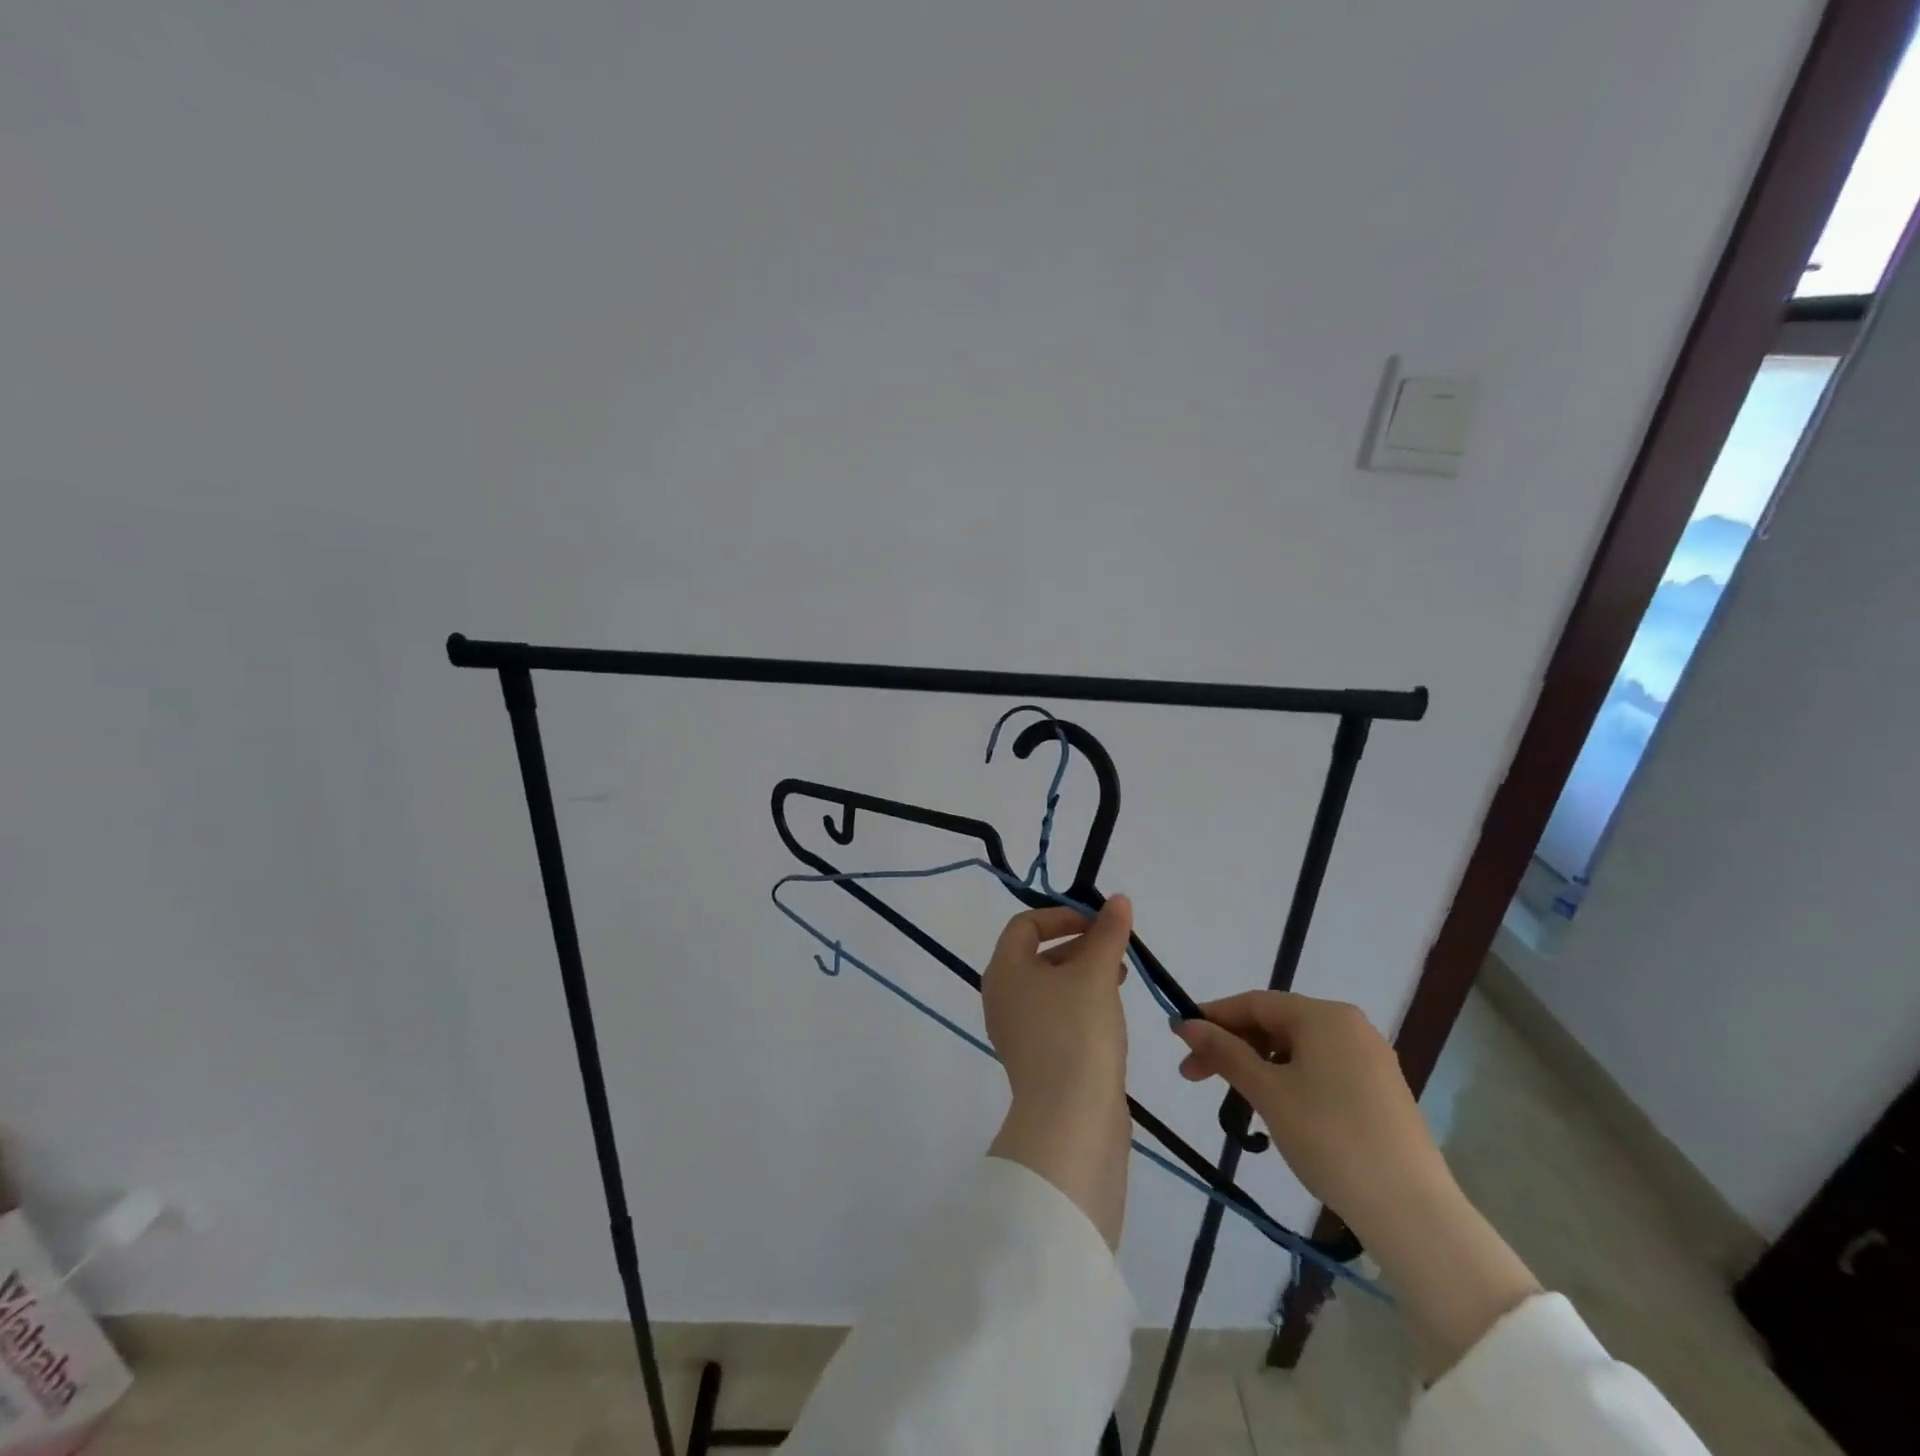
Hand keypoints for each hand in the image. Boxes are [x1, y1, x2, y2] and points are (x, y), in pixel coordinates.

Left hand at [982, 898, 1133, 1113]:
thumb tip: (1118, 900)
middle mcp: (1001, 997)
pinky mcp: (1037, 1060)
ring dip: (1084, 974)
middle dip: (1079, 945)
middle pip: (1038, 955)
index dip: (1062, 915)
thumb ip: (1107, 933)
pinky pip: (1056, 1017)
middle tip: (1117, 948)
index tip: (1099, 921)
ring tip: (1121, 978)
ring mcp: (1016, 1032)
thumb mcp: (1096, 973)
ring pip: (1050, 987)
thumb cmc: (1077, 1031)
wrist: (1070, 1121)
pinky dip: (1081, 1004)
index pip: (1026, 924)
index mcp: (1004, 970)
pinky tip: (1111, 1012)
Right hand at [1171, 992, 1447, 1237]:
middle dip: (1232, 1046)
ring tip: (1235, 1098)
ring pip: (1297, 1049)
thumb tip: (1185, 1024)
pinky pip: (1321, 1069)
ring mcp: (1370, 1059)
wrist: (1412, 1212)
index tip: (1179, 1041)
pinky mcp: (1380, 1091)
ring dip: (1258, 1066)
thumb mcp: (1267, 1092)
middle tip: (1195, 1076)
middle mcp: (1350, 1026)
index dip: (1213, 1018)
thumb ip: (1224, 1052)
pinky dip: (1289, 1080)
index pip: (1255, 1003)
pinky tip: (1276, 1109)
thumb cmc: (1329, 1138)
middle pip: (1276, 1024)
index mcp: (1324, 1016)